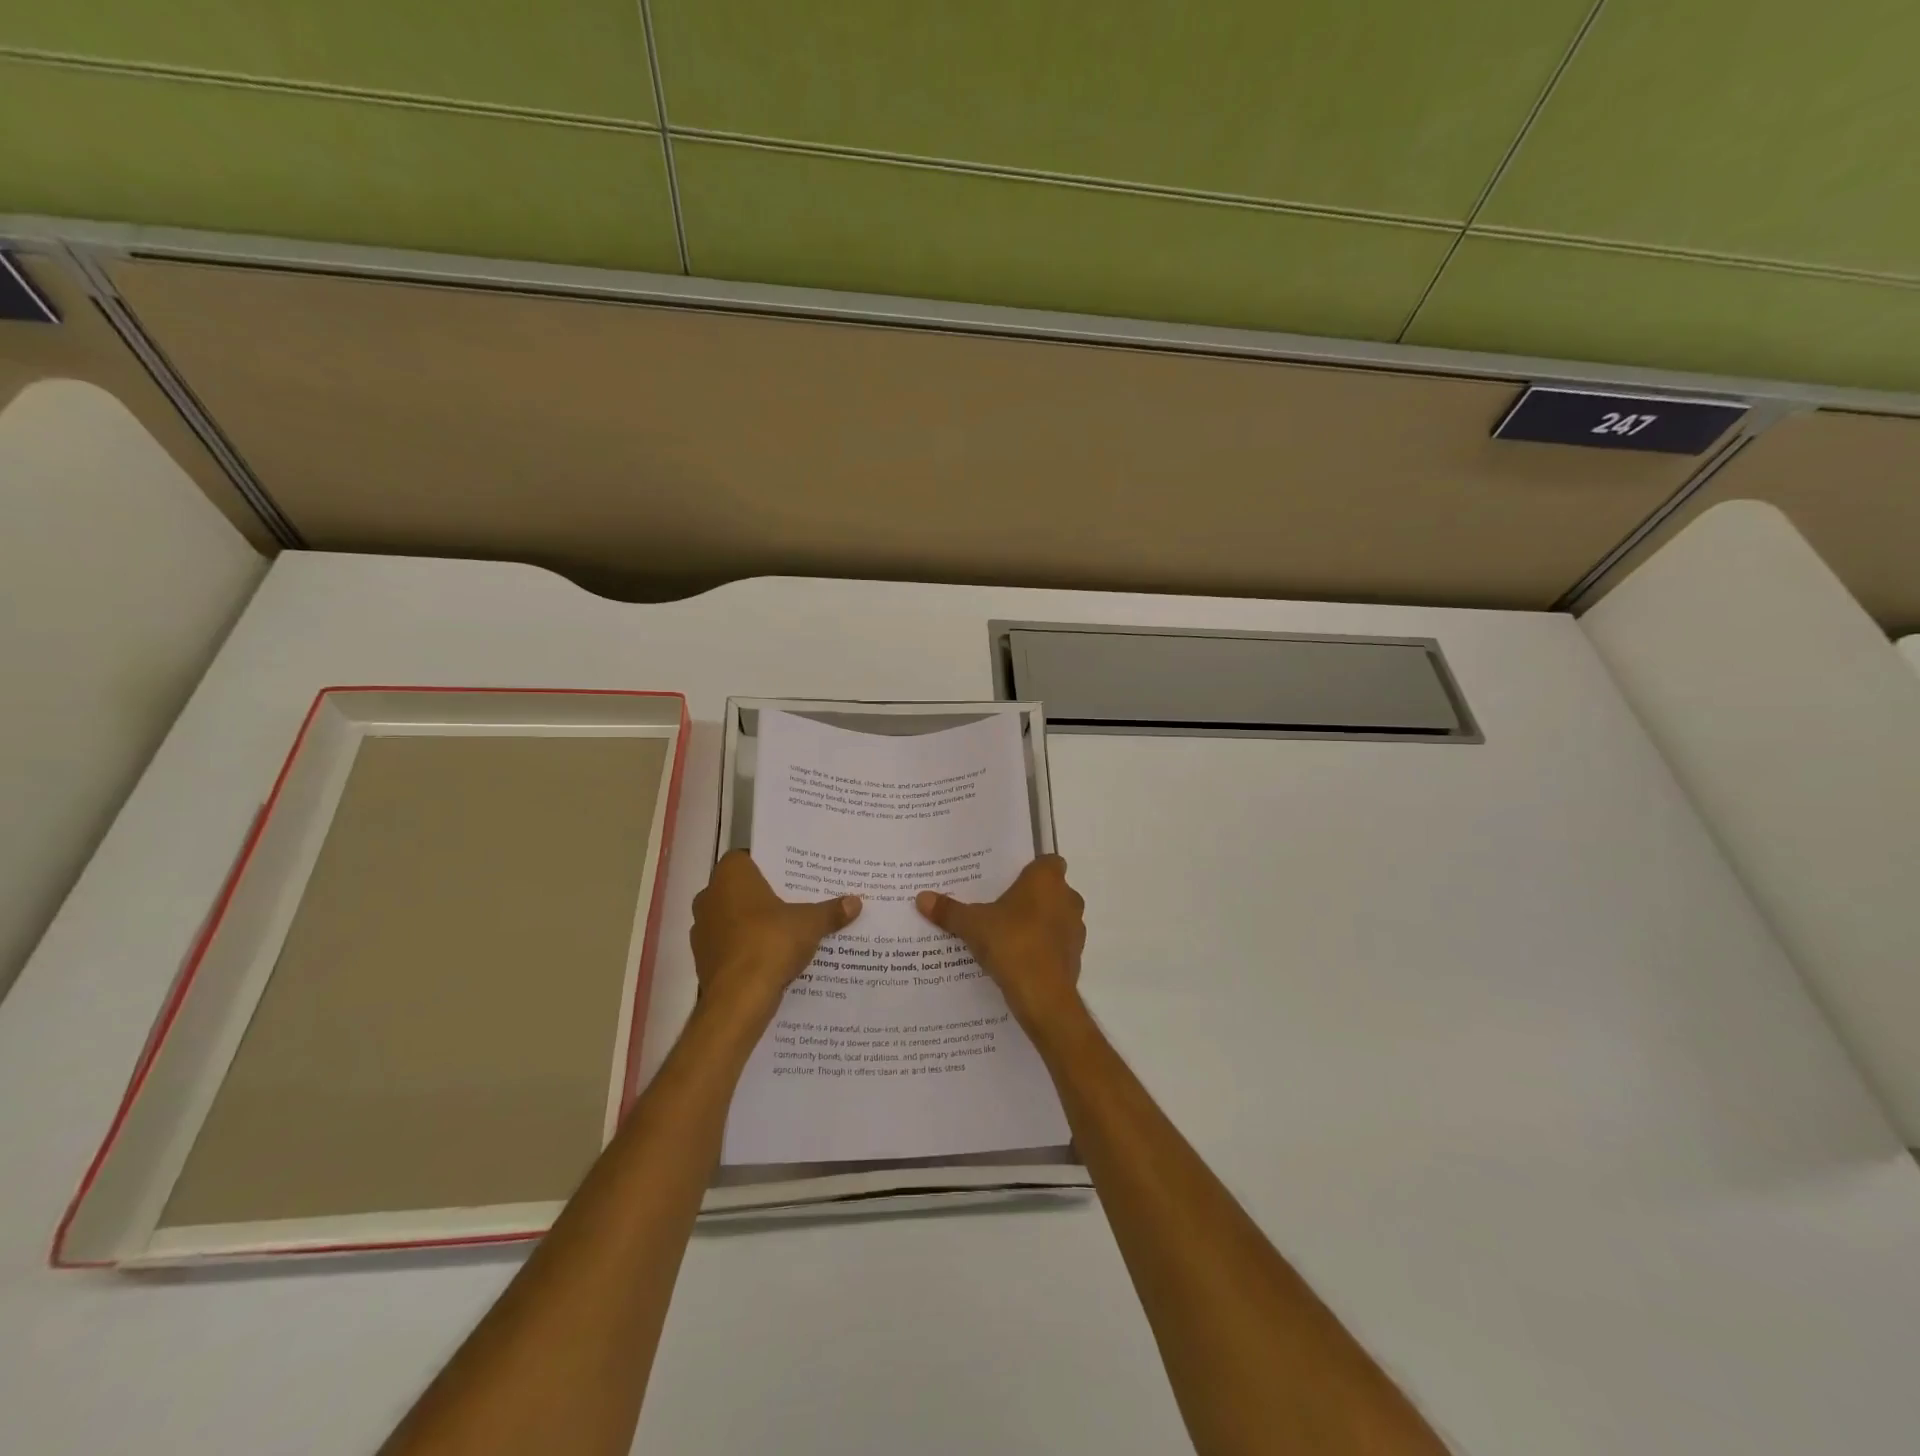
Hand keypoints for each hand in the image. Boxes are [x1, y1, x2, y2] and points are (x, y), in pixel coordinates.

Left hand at [691, 851, 860, 1019]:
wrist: (738, 999)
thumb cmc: (770, 943)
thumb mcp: (810, 924)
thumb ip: (831, 911)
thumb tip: (856, 902)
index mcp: (730, 876)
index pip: (746, 857)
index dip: (768, 864)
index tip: (791, 874)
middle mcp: (709, 897)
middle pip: (740, 889)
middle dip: (764, 895)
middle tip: (795, 900)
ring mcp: (702, 930)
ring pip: (733, 918)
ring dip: (753, 923)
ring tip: (786, 930)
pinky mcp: (703, 960)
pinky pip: (729, 945)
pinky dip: (746, 948)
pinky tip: (771, 957)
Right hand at [916, 855, 1085, 1033]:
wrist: (1043, 995)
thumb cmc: (1011, 943)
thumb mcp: (972, 925)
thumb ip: (949, 910)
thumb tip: (921, 898)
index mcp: (1047, 880)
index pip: (1048, 861)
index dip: (1031, 868)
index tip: (1010, 878)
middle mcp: (1067, 898)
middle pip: (1051, 890)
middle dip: (1030, 897)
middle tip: (1000, 905)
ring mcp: (1075, 929)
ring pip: (1056, 917)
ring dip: (1038, 923)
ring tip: (1006, 933)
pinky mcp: (1075, 956)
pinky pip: (1056, 944)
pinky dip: (1042, 947)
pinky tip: (1018, 959)